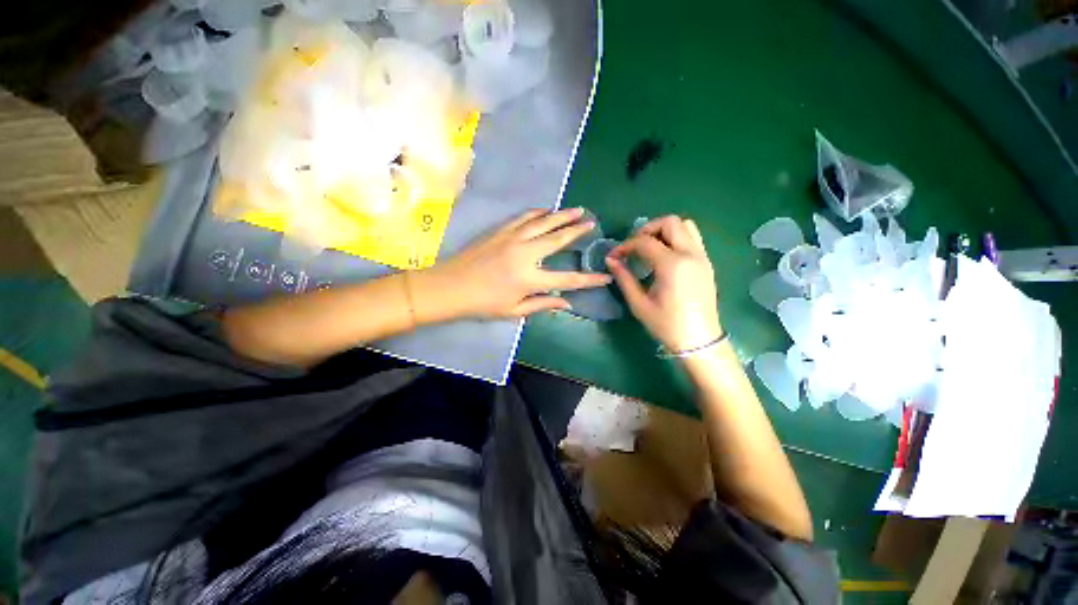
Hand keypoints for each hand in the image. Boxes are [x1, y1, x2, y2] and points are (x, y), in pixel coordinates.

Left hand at [419, 208, 611, 318]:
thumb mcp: (514, 310)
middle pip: (558, 239)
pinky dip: (539, 212)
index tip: (606, 276)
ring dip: (562, 215)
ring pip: (544, 222)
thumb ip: (542, 304)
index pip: (568, 279)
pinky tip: (547, 210)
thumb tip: (567, 304)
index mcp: (530, 279)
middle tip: (592, 222)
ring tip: (577, 209)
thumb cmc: (482, 304)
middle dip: (578, 230)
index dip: (590, 280)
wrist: (450, 286)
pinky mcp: (501, 230)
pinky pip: (525, 217)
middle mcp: (525, 254)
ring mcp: (512, 238)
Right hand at [606, 215, 722, 351]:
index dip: (626, 245)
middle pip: (670, 222)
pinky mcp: (706, 262)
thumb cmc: (666, 324)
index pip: (645, 241)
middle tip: (634, 246)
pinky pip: (692, 238)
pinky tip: (664, 256)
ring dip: (664, 231)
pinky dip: (676, 238)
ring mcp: (702, 257)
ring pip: (685, 225)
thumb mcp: (639, 304)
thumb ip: (624, 278)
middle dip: (647, 229)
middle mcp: (691, 254)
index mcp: (672, 265)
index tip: (614, 256)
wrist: (699, 340)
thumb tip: (611, 260)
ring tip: (649, 247)